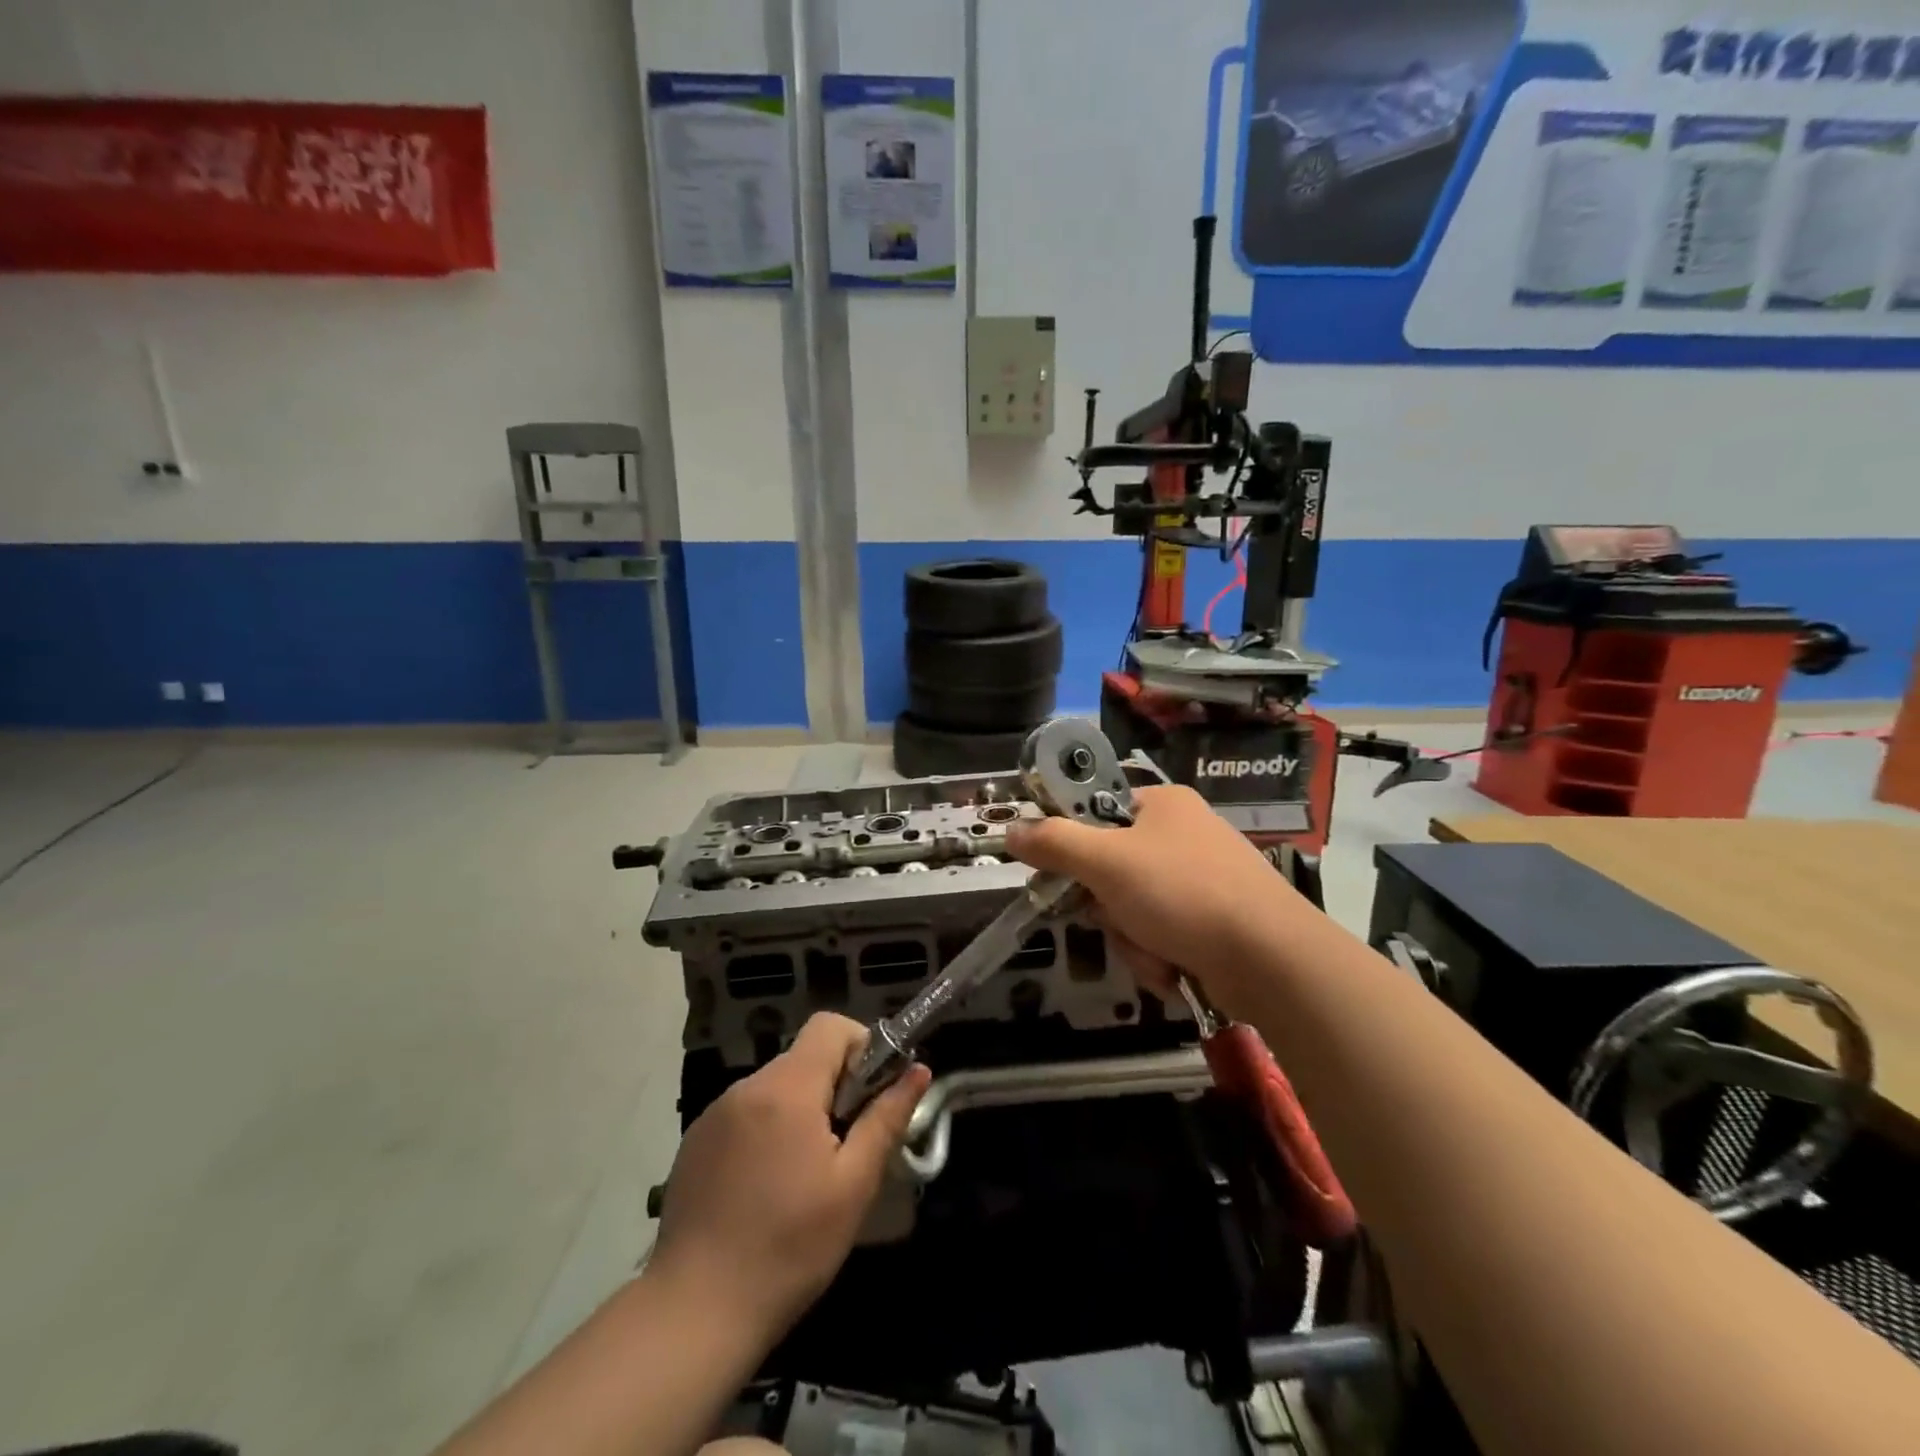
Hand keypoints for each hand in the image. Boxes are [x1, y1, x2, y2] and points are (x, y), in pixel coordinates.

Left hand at [650, 1013, 931, 1340]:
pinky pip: (746, 1114)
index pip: (830, 1027)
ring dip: (801, 1111)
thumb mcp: (853, 1186)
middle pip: (804, 1058)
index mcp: (787, 1089)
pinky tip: (765, 1188)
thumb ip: (886, 1119)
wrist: (694, 1313)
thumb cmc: (788, 1249)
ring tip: (805, 1176)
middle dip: (834, 1088)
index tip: (870, 1097)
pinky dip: (768, 1131)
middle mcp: (747, 1087)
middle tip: (845, 1148)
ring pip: (776, 1087)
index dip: (861, 1048)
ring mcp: (715, 1113)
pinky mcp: (695, 1142)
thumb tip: (918, 1070)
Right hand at [1005, 784, 1306, 1011]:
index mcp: (1162, 804)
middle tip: (1115, 918)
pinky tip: (1173, 967)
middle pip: (1111, 869)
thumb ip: (1054, 843)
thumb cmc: (1183, 893)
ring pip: (1133, 908)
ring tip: (1155, 952)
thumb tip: (1011, 831)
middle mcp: (1183, 834)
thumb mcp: (1106, 863)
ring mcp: (1203, 878)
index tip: (1063, 878)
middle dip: (1108, 907)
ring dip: (1132, 938)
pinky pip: (1163, 933)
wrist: (1272, 960)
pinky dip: (1159, 954)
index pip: (1096, 815)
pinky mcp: (1216, 919)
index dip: (1073, 848)